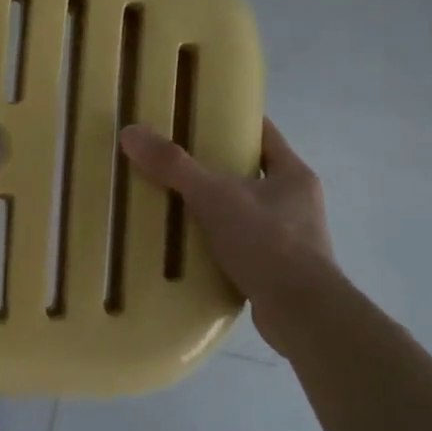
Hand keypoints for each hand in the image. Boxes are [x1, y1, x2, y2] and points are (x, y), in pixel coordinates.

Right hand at [120, 118, 339, 355]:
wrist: (300, 312)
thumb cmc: (266, 242)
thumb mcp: (214, 197)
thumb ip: (173, 166)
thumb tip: (130, 133)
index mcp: (293, 175)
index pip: (263, 134)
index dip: (232, 122)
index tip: (197, 118)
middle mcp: (297, 202)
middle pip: (249, 173)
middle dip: (213, 169)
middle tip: (171, 164)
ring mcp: (291, 238)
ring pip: (244, 212)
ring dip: (213, 210)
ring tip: (172, 207)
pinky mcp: (277, 270)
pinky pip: (240, 246)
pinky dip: (216, 245)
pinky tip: (187, 249)